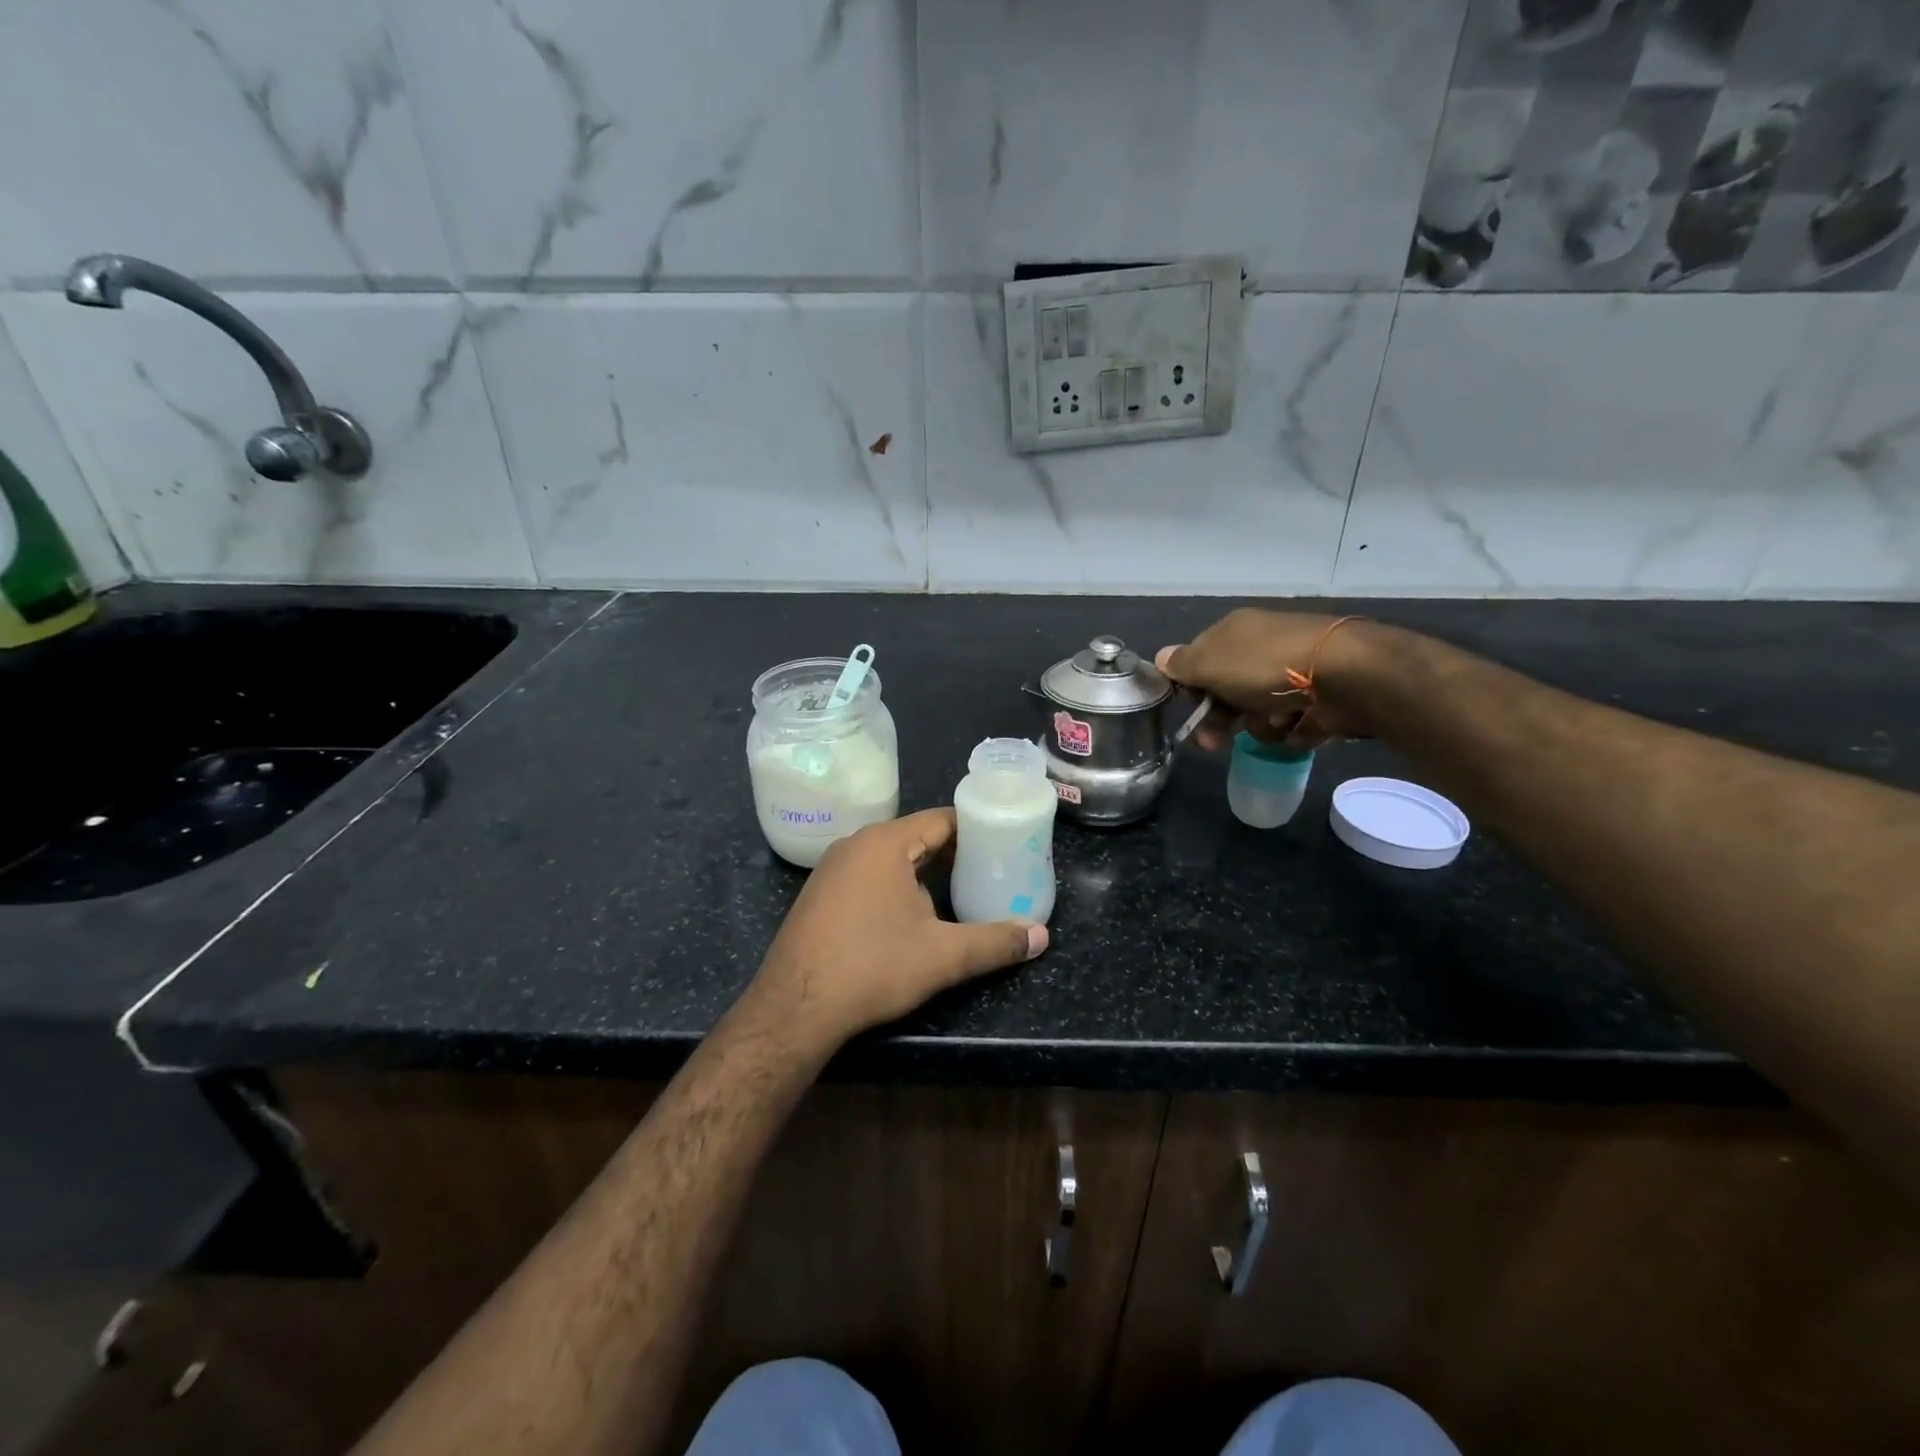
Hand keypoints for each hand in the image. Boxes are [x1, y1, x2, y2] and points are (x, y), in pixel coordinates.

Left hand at [747, 809, 1046, 1047]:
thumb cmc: (872, 967)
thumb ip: (996, 942)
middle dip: (954, 854)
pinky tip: (911, 915)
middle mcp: (855, 844)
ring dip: (924, 873)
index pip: (941, 820)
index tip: (1005, 842)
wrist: (794, 1008)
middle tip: (991, 870)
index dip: (976, 829)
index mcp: (885, 842)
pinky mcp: (819, 895)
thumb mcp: (943, 956)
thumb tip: (1042, 937)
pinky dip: (895, 886)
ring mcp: (832, 869)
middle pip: (916, 837)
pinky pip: (868, 877)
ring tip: (959, 891)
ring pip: (891, 859)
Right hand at [1156, 609, 1377, 750]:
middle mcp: (1264, 647)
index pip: (1200, 658)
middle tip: (1212, 744)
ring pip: (1260, 711)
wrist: (1347, 675)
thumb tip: (1160, 657)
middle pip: (1229, 690)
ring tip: (1275, 722)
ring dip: (1261, 724)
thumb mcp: (1211, 663)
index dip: (1191, 685)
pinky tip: (1301, 724)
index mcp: (1236, 632)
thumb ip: (1182, 664)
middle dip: (1220, 718)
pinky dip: (1294, 729)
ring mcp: (1296, 672)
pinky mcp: (1323, 698)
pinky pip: (1295, 723)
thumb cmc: (1267, 666)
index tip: (1189, 705)